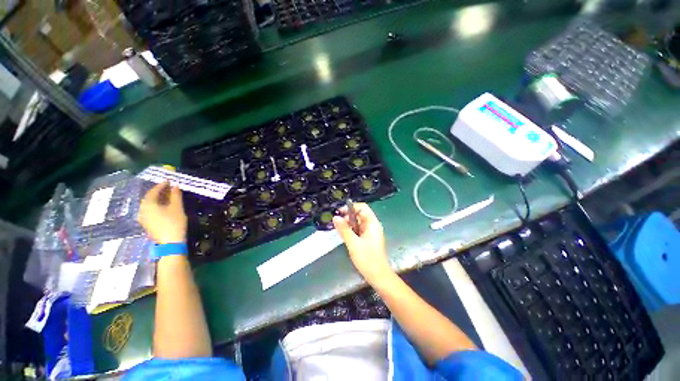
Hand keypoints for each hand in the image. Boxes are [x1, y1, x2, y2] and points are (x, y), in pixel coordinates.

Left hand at [138, 182, 186, 243]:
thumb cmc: (174, 223)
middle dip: (159, 191)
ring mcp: (143, 217)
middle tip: (169, 187)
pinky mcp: (147, 223)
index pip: (153, 191)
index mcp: (149, 204)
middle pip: (150, 197)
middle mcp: (143, 209)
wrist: (170, 242)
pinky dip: (157, 205)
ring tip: (168, 196)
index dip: (161, 185)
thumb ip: (176, 195)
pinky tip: (164, 206)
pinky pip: (150, 210)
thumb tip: (175, 186)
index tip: (169, 181)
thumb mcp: (177, 208)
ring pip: (149, 204)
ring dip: (158, 199)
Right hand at [333, 203, 393, 283]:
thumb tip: (335, 217)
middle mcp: (372, 226)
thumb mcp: (353, 244)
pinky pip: (358, 230)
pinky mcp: (367, 239)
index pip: (362, 207)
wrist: (378, 276)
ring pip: (358, 223)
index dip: (351, 207)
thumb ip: (344, 230)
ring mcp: (370, 233)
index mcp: (372, 224)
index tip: (339, 212)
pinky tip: (344, 235)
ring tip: (339, 230)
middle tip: (337, 223)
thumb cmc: (368, 259)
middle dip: (348, 216)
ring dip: (348, 224)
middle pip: (359, 214)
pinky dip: (351, 230)